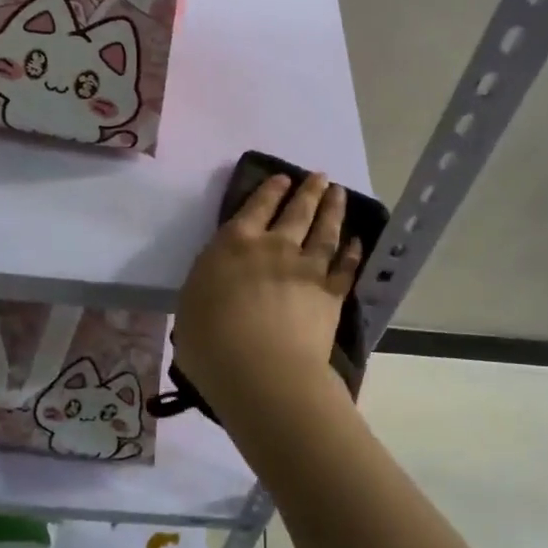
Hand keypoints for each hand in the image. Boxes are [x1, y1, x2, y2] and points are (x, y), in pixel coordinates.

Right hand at [174, 171, 360, 430]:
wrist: (260, 371)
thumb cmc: (210, 341)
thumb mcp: (191, 303)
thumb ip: (209, 283)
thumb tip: (220, 281)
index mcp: (234, 245)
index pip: (254, 207)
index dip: (270, 191)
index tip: (283, 178)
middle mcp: (273, 248)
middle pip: (296, 212)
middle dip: (309, 191)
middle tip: (321, 177)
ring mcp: (306, 269)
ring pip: (324, 232)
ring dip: (333, 210)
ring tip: (339, 193)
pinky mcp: (330, 295)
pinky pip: (345, 268)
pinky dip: (352, 253)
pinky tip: (357, 241)